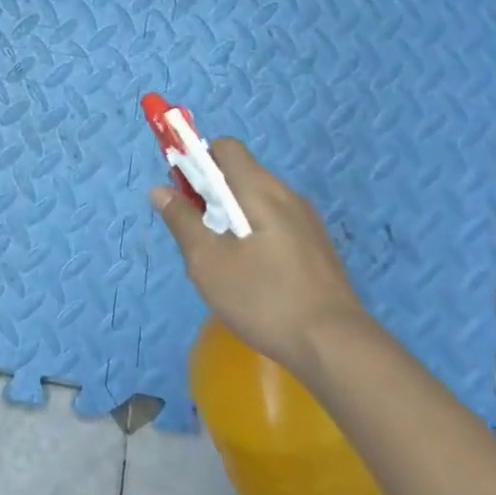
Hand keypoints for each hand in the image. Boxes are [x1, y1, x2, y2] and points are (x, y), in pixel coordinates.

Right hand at [150, 139, 367, 369]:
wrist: (335, 347)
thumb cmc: (264, 298)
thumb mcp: (208, 262)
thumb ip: (182, 221)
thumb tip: (160, 189)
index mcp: (260, 191)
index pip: (226, 148)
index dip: (198, 160)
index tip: (183, 192)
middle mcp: (287, 196)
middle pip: (242, 174)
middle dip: (211, 193)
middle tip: (196, 232)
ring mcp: (307, 222)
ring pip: (258, 201)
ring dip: (232, 216)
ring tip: (221, 258)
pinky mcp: (317, 248)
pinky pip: (276, 223)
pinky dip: (254, 233)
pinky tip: (251, 274)